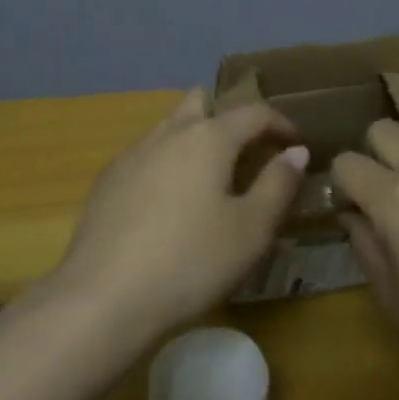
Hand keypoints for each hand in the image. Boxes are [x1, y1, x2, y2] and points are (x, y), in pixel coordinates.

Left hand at [54, 88, 308, 342]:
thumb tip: (295, 151)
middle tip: (248, 153)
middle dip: (228, 117)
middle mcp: (169, 132)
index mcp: (208, 136)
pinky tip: (169, 207)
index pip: (253, 111)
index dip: (280, 122)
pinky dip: (168, 165)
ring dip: (196, 140)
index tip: (295, 144)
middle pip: (202, 102)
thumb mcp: (251, 230)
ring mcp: (133, 152)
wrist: (103, 297)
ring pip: (171, 127)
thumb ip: (278, 184)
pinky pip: (148, 155)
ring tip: (211, 182)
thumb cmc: (191, 262)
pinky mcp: (109, 179)